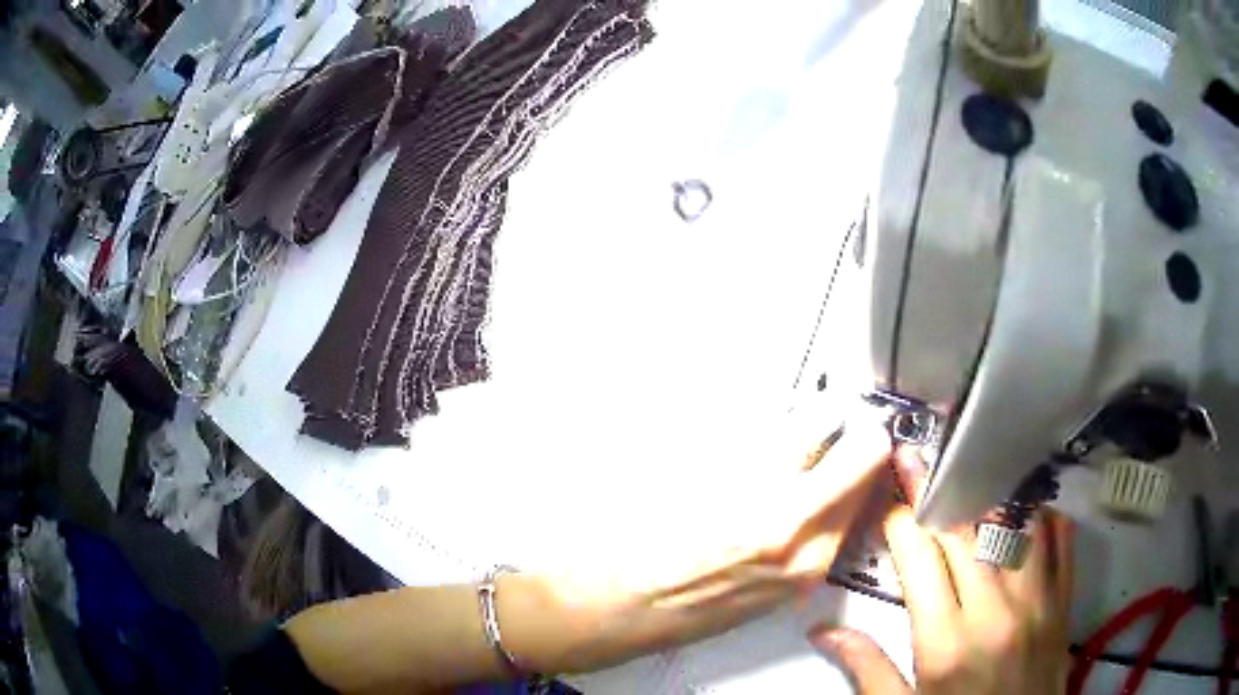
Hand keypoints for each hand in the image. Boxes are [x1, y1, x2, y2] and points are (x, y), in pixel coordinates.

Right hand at [809, 448, 1074, 693]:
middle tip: (916, 460)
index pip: (921, 563)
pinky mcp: (1063, 599)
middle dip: (935, 492)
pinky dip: (1042, 512)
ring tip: (967, 472)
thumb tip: (825, 631)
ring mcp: (1037, 600)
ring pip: (1015, 525)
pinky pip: (1060, 538)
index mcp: (946, 644)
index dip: (903, 522)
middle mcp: (994, 612)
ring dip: (988, 496)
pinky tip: (1024, 504)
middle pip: (965, 534)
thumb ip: (867, 668)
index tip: (890, 497)